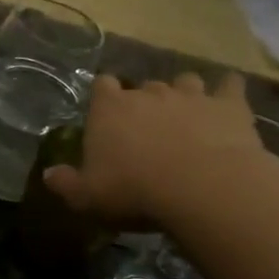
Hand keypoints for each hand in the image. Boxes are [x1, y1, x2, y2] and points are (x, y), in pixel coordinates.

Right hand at [44, 72, 278, 227]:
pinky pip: (230, 86)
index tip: (107, 115)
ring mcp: (191, 95)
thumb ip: (66, 183)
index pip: (102, 86)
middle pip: (144, 86)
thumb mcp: (87, 196)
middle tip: (148, 128)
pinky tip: (228, 102)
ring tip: (187, 115)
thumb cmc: (134, 190)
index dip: (104, 97)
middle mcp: (148, 93)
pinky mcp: (228, 105)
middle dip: (145, 101)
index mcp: (110, 108)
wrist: (203, 188)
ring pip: (185, 81)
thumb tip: (49, 174)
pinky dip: (228, 91)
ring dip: (184, 94)